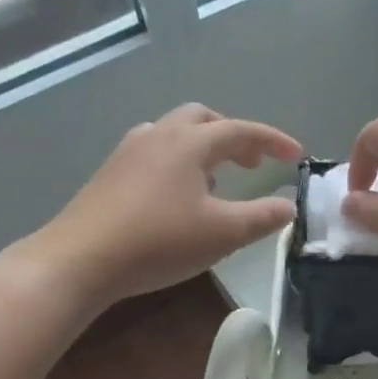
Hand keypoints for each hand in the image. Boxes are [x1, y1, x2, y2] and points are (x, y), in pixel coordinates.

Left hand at [26, 103, 300, 304]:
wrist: (81, 259)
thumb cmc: (159, 242)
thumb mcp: (223, 234)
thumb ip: (262, 218)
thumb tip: (288, 206)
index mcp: (191, 143)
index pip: (241, 130)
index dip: (273, 140)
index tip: (297, 155)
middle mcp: (160, 135)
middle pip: (204, 119)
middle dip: (234, 136)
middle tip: (253, 163)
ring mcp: (130, 151)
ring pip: (175, 132)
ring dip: (204, 146)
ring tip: (217, 179)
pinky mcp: (111, 173)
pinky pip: (155, 151)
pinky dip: (178, 160)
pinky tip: (178, 194)